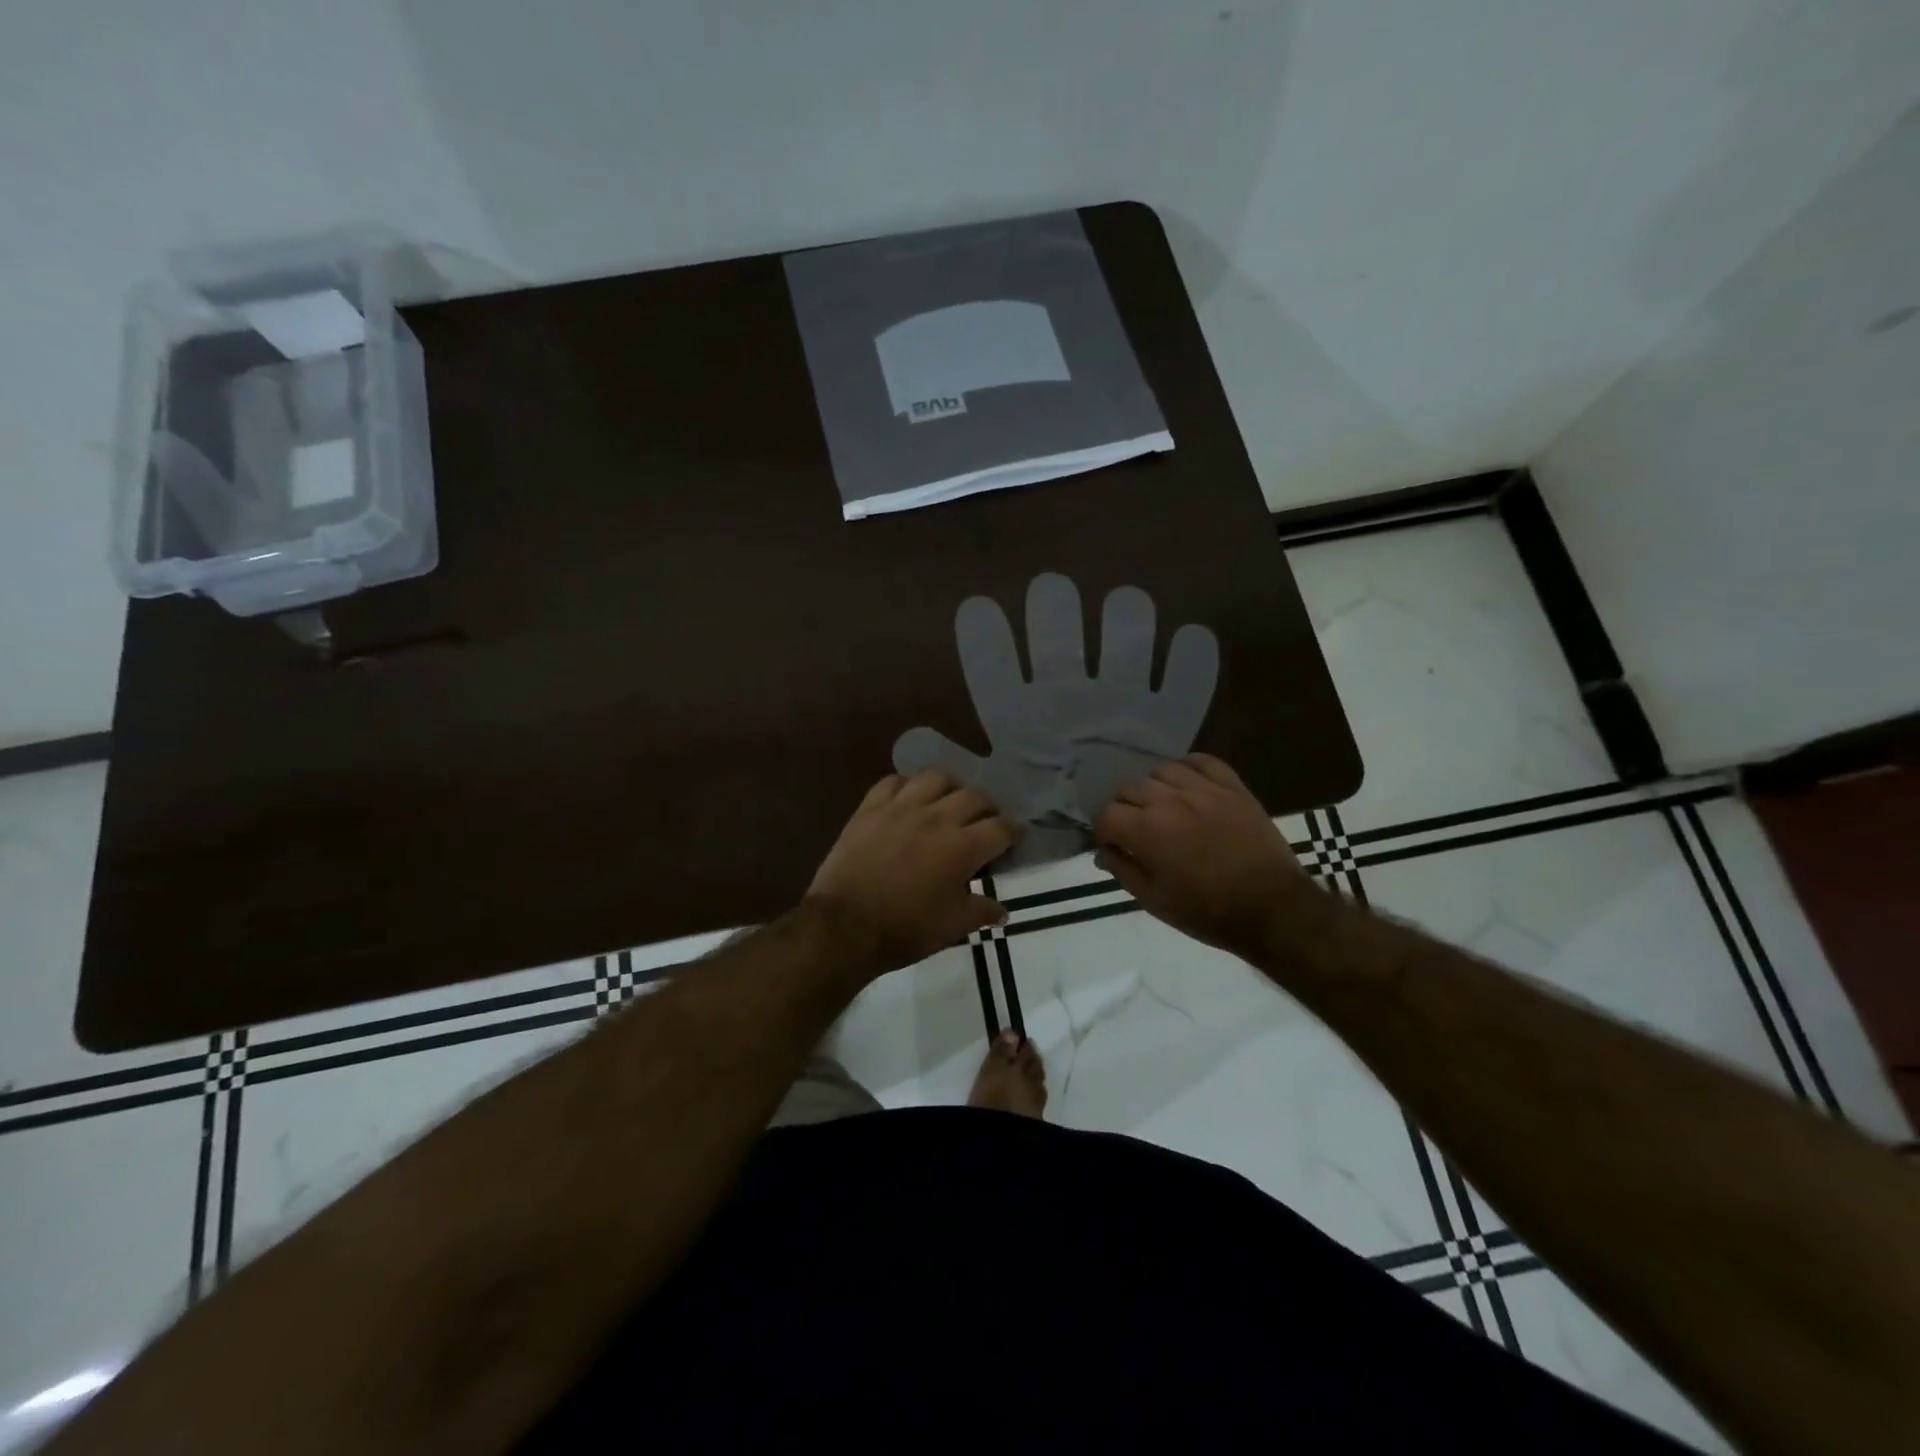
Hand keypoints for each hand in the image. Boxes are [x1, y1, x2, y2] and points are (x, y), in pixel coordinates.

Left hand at [808, 770, 1019, 976]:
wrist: (844, 926)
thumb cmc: (905, 929)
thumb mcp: (952, 927)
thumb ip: (981, 912)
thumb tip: (1002, 911)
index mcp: (962, 847)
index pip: (1001, 827)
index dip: (1014, 830)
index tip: (1017, 834)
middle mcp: (937, 818)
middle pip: (974, 796)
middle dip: (988, 808)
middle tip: (986, 821)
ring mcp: (901, 808)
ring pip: (936, 778)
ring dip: (950, 787)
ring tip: (949, 801)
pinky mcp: (870, 808)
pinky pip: (893, 781)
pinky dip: (907, 786)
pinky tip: (909, 799)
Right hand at [1093, 754, 1313, 960]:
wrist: (1273, 909)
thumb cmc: (1208, 912)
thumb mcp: (1155, 901)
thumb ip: (1123, 871)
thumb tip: (1103, 852)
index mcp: (1147, 831)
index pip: (1107, 814)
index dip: (1103, 830)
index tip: (1112, 844)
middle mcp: (1170, 801)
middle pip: (1129, 787)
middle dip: (1123, 807)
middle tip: (1134, 828)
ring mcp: (1204, 789)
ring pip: (1161, 770)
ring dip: (1153, 787)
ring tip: (1161, 806)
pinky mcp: (1232, 787)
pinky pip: (1201, 760)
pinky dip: (1187, 768)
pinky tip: (1187, 785)